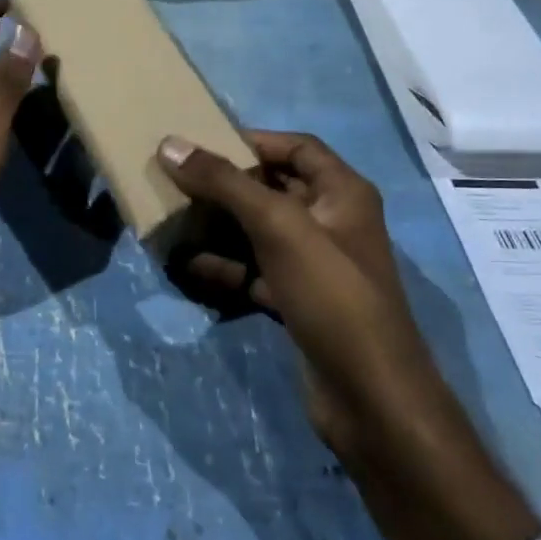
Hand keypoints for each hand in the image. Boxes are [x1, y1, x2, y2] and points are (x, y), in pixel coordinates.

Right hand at [160, 134, 540, 539]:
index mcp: (343, 193)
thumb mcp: (278, 227)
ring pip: (261, 233)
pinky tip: (188, 267)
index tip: (204, 144)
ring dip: (220, 228)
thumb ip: (225, 183)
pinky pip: (256, 273)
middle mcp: (333, 223)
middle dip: (228, 186)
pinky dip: (226, 268)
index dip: (253, 141)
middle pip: (274, 189)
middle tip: (178, 181)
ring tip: (173, 221)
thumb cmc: (332, 295)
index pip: (297, 148)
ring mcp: (316, 267)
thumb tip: (171, 144)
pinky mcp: (300, 303)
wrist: (369, 398)